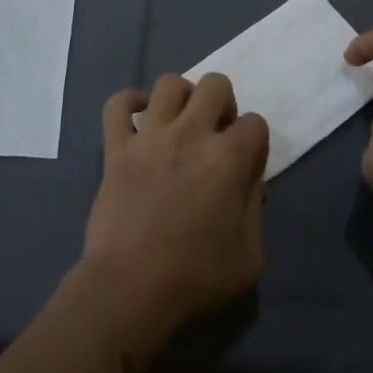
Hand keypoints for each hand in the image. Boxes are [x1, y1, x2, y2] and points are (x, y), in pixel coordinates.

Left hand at [80, 74, 269, 351]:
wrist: (130, 288)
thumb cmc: (195, 277)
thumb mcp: (249, 256)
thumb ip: (255, 211)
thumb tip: (251, 184)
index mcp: (228, 158)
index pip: (255, 123)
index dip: (255, 143)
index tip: (246, 166)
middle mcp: (191, 134)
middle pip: (215, 84)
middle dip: (223, 104)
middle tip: (216, 134)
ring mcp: (150, 137)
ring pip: (169, 83)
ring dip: (182, 97)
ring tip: (181, 121)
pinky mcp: (117, 148)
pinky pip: (117, 105)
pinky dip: (128, 103)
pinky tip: (139, 117)